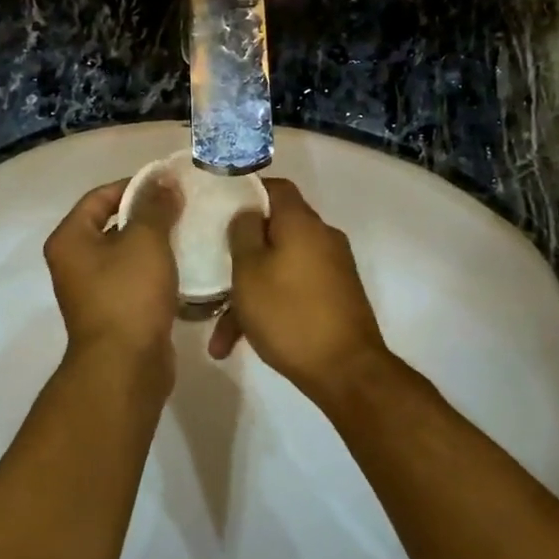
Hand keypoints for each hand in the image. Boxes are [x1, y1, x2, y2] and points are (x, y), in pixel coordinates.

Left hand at [44, 178, 182, 396]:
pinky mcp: (114, 312)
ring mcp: (93, 290)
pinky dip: (156, 271)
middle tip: (182, 206)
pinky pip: (135, 280)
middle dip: (147, 215)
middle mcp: (74, 263)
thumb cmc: (128, 294)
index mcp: (70, 239)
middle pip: (112, 225)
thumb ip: (156, 207)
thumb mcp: (145, 241)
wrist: (125, 366)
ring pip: (126, 254)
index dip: (134, 185)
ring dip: (154, 243)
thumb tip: (164, 180)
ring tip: (189, 231)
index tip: (167, 184)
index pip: (100, 197)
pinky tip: (185, 265)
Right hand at [208, 179, 395, 405]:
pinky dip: (269, 307)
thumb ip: (242, 233)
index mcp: (302, 222)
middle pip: (275, 230)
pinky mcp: (334, 297)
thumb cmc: (288, 313)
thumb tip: (248, 214)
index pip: (275, 187)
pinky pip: (293, 290)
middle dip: (241, 253)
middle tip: (213, 270)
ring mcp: (331, 269)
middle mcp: (321, 238)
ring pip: (279, 267)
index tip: (218, 207)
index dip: (247, 191)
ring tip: (218, 331)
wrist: (346, 371)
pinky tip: (239, 342)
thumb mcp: (249, 270)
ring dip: (248, 292)